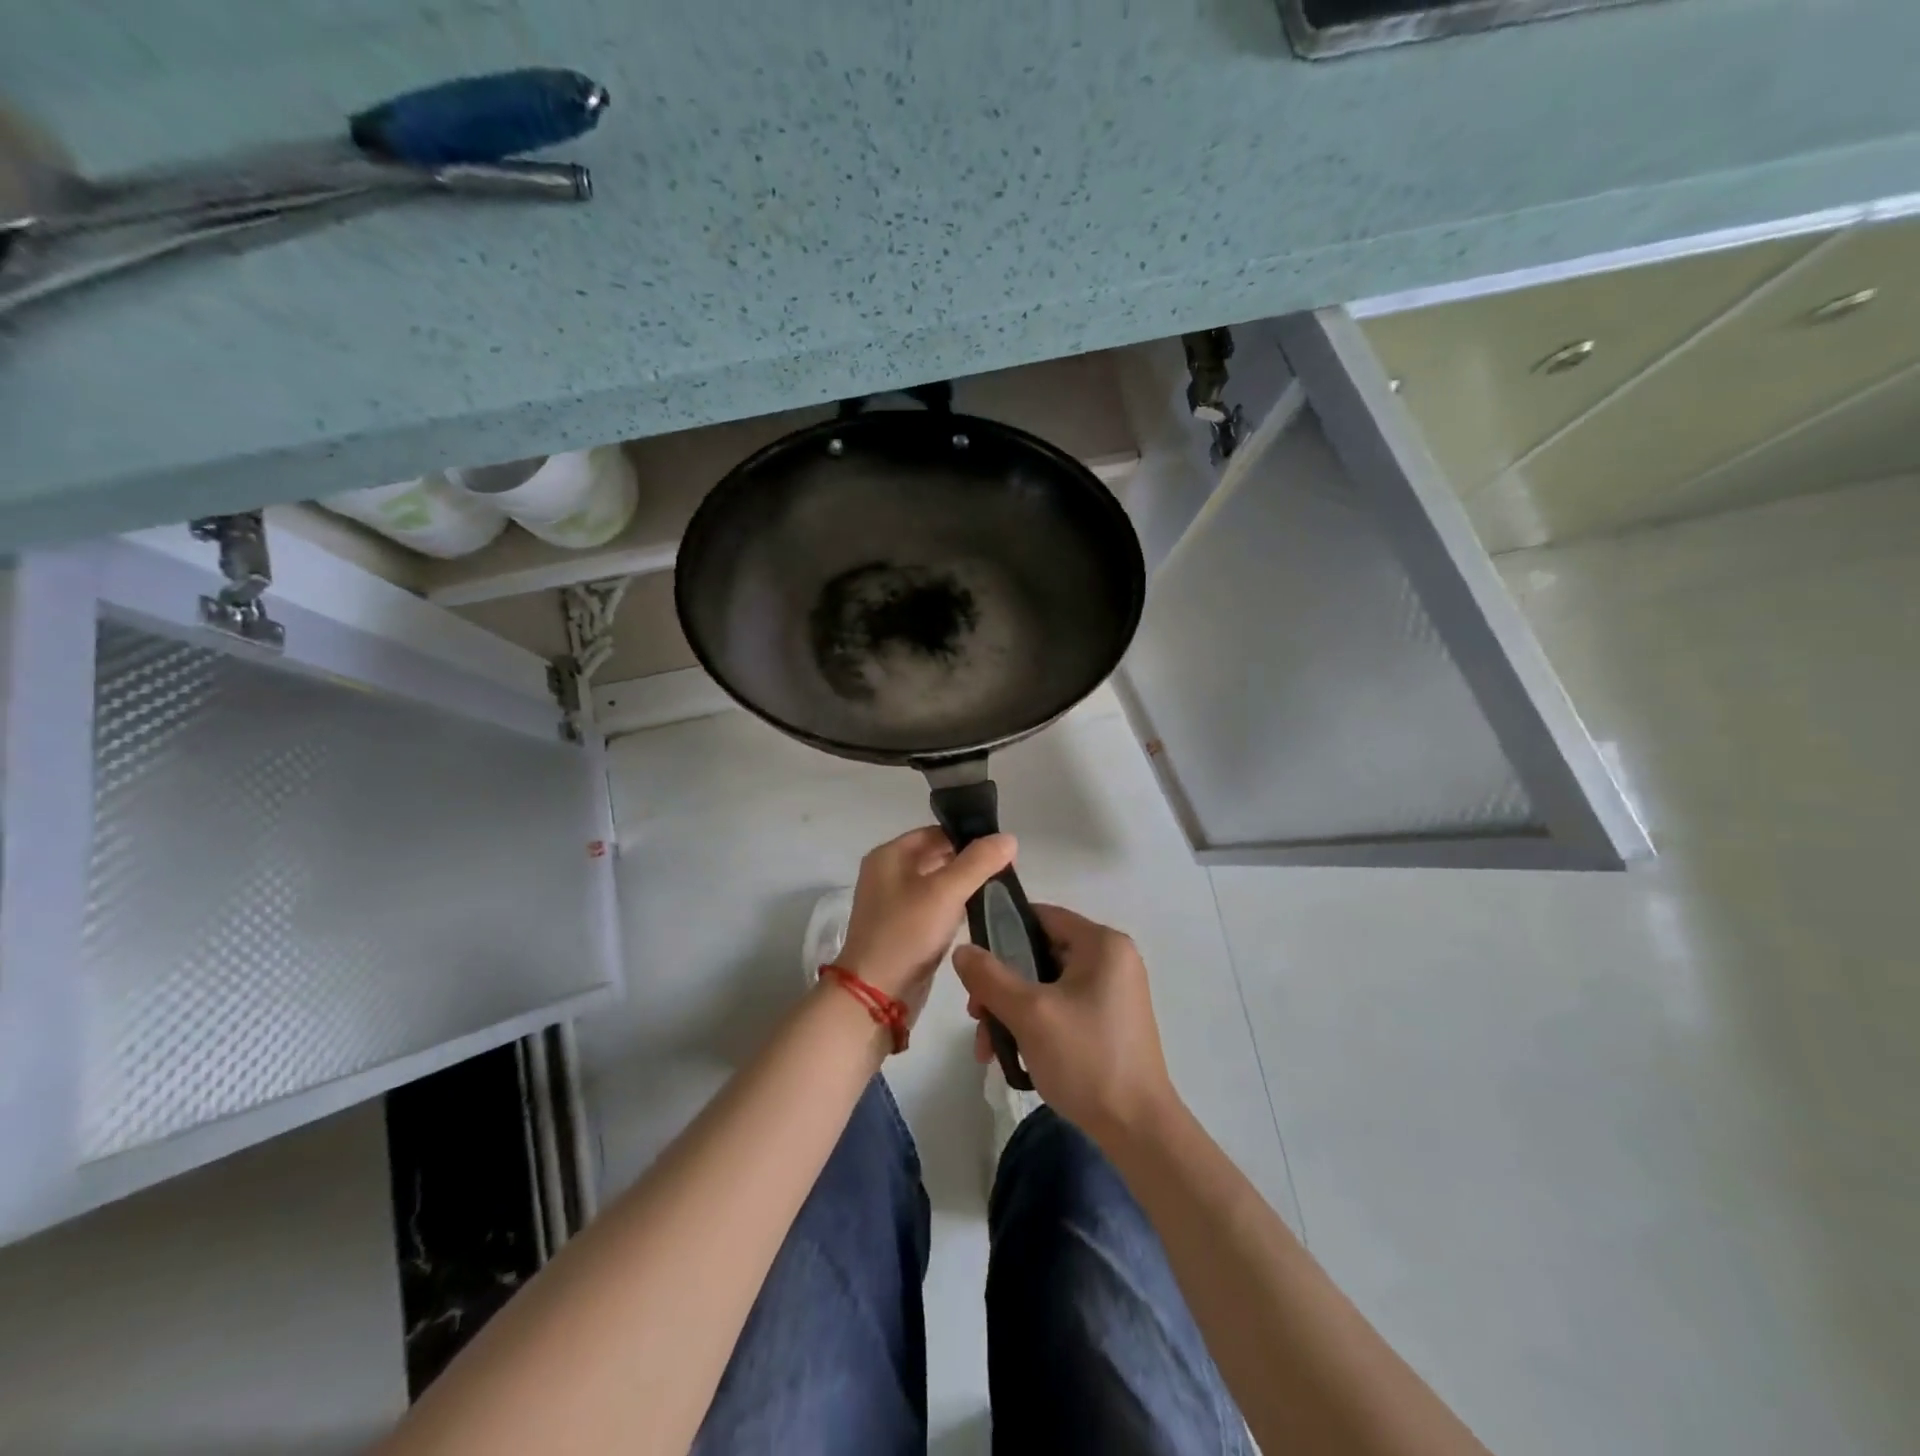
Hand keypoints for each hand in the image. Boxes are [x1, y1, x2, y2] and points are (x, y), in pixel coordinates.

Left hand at [836, 827, 1016, 1013]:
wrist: (875, 995)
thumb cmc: (907, 933)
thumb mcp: (946, 892)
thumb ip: (978, 862)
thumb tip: (1009, 838)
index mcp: (889, 855)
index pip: (936, 832)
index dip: (969, 837)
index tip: (1002, 850)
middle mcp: (888, 873)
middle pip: (936, 856)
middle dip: (969, 862)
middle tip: (1007, 871)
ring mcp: (893, 903)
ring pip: (937, 883)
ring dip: (964, 886)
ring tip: (998, 891)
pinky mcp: (903, 928)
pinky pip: (934, 907)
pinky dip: (954, 907)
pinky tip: (978, 913)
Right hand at [953, 904, 1178, 1148]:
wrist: (1138, 1130)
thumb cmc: (1086, 1058)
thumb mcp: (1030, 1013)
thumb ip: (990, 976)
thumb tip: (962, 950)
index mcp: (1102, 944)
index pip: (1042, 916)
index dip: (1002, 930)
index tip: (973, 960)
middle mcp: (1112, 960)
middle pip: (1040, 954)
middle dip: (1002, 985)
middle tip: (976, 1015)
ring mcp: (1113, 993)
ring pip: (1046, 986)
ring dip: (1012, 1011)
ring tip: (988, 1048)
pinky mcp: (1109, 1022)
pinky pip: (1062, 1008)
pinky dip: (1034, 1025)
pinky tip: (1013, 1056)